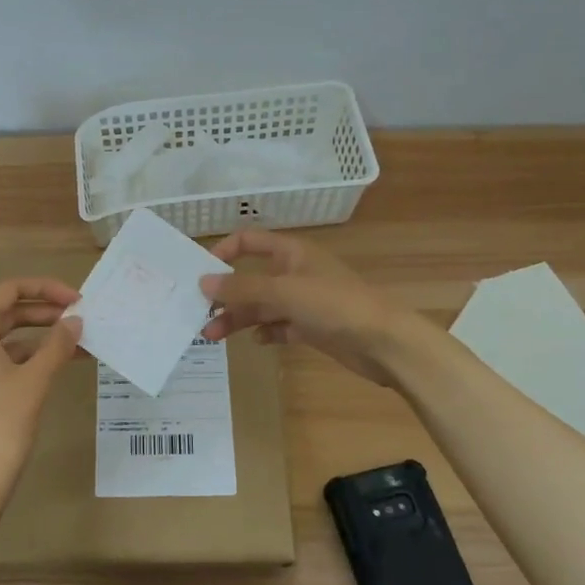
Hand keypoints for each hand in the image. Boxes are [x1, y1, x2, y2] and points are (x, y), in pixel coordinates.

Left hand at [0, 278, 83, 520]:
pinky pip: (2, 363)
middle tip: (81, 319)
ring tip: (80, 344)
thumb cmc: (0, 426)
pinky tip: (57, 367)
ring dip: (42, 339)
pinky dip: (29, 360)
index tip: (77, 300)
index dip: (45, 289)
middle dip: (46, 314)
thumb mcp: (34, 381)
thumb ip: (57, 345)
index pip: (9, 291)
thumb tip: (75, 321)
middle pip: (7, 314)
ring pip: (7, 341)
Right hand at [199, 230, 417, 387]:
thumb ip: (242, 287)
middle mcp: (295, 273)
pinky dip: (265, 332)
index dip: (224, 251)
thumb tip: (203, 282)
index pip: (249, 241)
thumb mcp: (284, 291)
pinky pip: (279, 326)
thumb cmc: (335, 304)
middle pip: (251, 279)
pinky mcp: (312, 327)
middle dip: (226, 296)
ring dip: (238, 318)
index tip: (201, 272)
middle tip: (199, 314)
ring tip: (212, 336)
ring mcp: (304, 301)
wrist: (385, 342)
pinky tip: (255, 341)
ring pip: (262, 306)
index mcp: (291, 253)